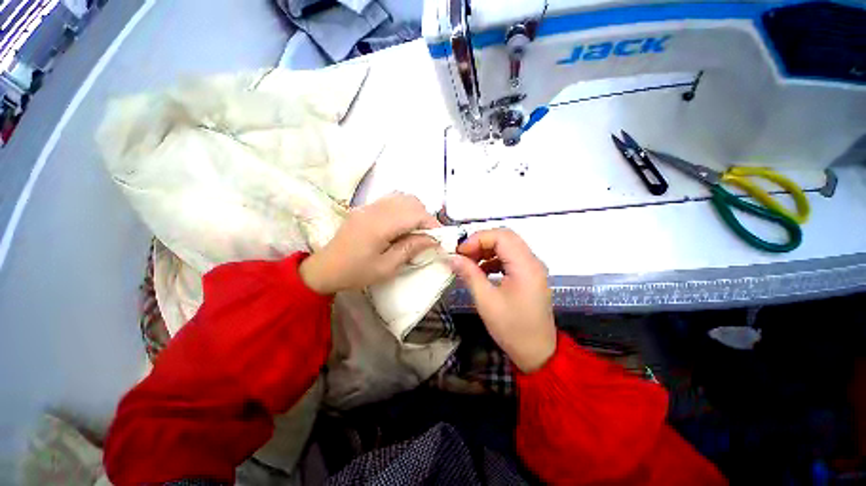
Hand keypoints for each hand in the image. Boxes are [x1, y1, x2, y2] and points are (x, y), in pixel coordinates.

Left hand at [299, 193, 438, 294]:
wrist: (325, 268)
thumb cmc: (356, 272)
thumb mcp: (386, 268)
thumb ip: (410, 249)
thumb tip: (432, 239)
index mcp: (379, 225)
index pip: (415, 214)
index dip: (432, 224)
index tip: (439, 238)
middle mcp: (375, 209)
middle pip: (411, 201)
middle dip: (426, 217)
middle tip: (428, 236)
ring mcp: (369, 205)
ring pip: (402, 197)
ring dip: (416, 211)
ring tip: (417, 230)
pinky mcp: (366, 207)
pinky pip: (392, 199)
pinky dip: (404, 208)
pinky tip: (403, 224)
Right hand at [450, 229, 555, 372]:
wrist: (538, 353)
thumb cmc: (512, 328)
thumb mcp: (486, 301)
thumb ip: (469, 274)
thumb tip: (452, 258)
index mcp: (525, 266)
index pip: (501, 236)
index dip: (478, 239)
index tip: (460, 252)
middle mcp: (532, 261)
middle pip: (505, 237)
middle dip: (481, 242)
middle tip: (463, 255)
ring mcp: (532, 268)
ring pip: (507, 246)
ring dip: (486, 250)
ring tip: (469, 263)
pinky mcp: (529, 275)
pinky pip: (510, 258)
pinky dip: (494, 259)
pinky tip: (482, 271)